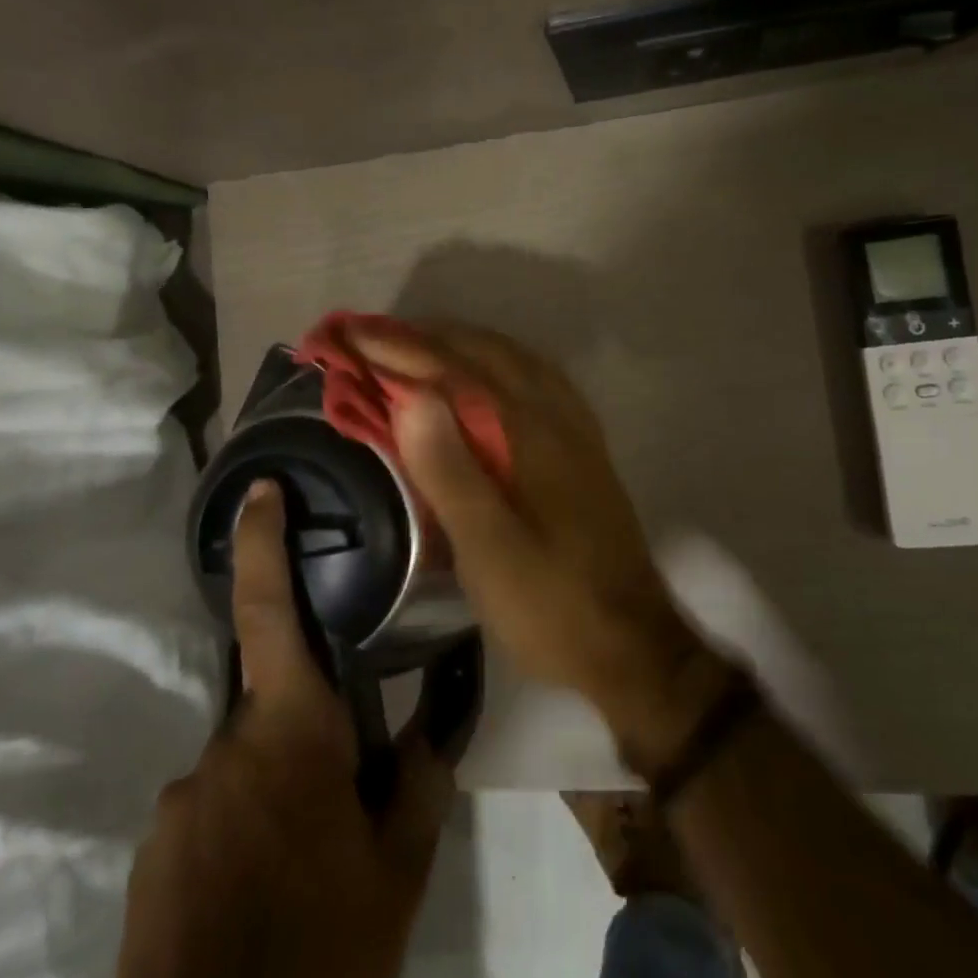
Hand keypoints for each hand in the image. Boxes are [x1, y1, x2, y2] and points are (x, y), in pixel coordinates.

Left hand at [113, 480, 453, 977]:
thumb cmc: (326, 956)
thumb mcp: (398, 868)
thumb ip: (417, 777)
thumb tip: (434, 717)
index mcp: (291, 734)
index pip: (269, 614)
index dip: (262, 545)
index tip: (262, 491)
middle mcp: (222, 751)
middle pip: (275, 712)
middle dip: (310, 740)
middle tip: (345, 816)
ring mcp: (177, 806)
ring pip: (245, 771)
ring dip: (278, 801)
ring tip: (306, 879)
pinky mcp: (149, 859)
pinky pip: (209, 818)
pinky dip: (242, 841)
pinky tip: (262, 906)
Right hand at [352, 321, 732, 770]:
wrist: (630, 643)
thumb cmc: (549, 602)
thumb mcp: (487, 548)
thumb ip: (449, 469)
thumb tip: (412, 395)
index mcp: (529, 431)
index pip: (452, 371)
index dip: (396, 349)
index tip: (347, 334)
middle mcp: (555, 414)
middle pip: (484, 353)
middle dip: (424, 338)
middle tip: (370, 337)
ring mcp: (574, 427)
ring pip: (512, 360)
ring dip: (460, 344)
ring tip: (415, 346)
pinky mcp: (582, 447)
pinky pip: (533, 379)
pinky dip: (496, 362)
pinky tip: (483, 378)